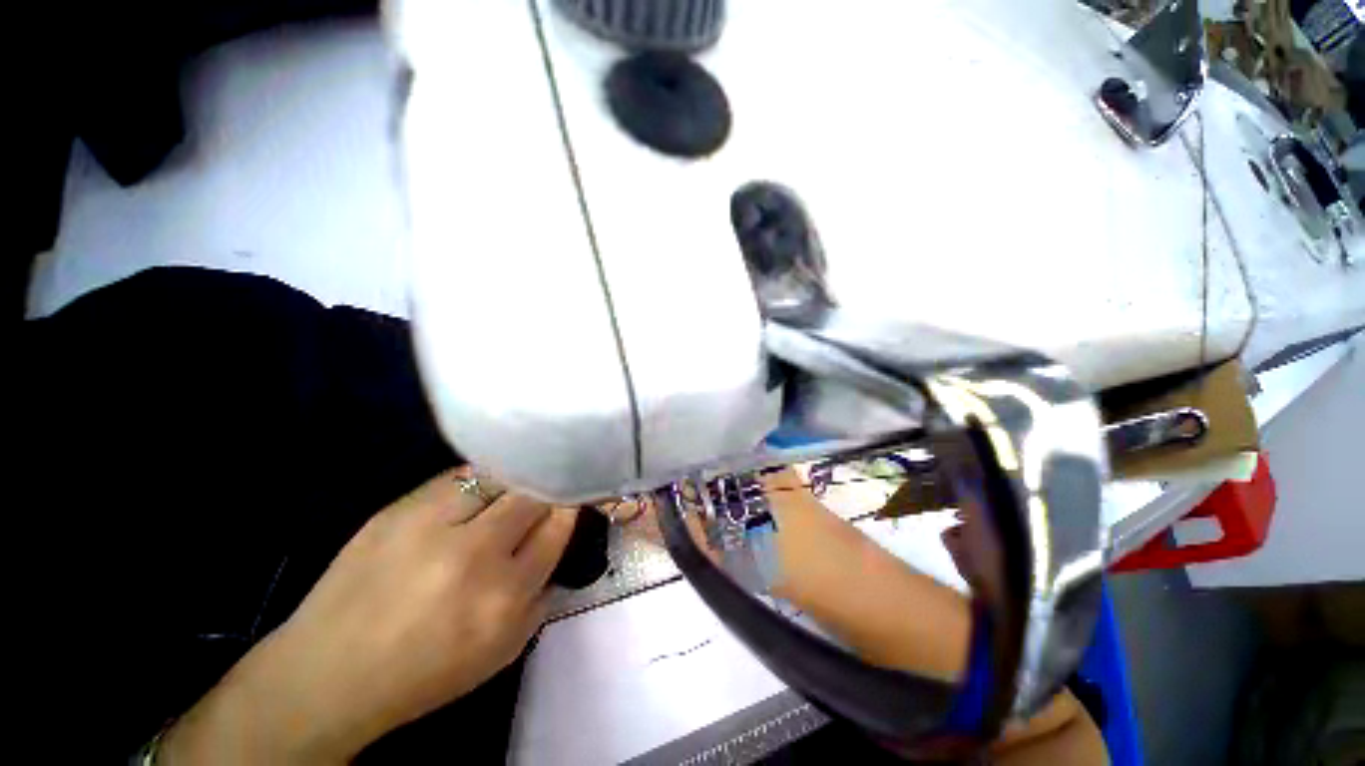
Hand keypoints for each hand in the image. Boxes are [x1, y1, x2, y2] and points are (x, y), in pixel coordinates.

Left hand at [161, 469, 577, 763]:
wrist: (329, 673)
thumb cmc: (426, 671)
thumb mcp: (504, 649)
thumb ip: (544, 594)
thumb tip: (560, 540)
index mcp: (503, 595)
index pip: (558, 525)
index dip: (570, 505)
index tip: (573, 499)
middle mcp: (473, 553)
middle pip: (532, 494)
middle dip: (546, 490)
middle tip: (546, 492)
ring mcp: (432, 525)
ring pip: (499, 477)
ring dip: (515, 480)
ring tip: (516, 485)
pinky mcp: (398, 508)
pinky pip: (458, 477)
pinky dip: (478, 480)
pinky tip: (478, 489)